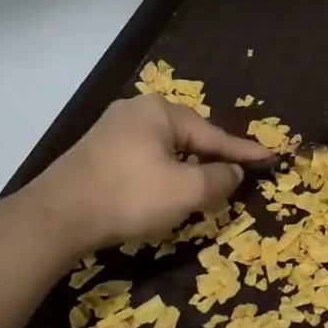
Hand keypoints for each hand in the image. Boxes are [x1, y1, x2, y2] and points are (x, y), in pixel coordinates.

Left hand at [23, 95, 274, 253]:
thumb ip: (218, 179)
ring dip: (186, 169)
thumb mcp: (185, 191)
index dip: (243, 151)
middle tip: (236, 176)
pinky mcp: (96, 151)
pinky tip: (164, 190)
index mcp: (160, 111)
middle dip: (212, 158)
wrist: (56, 216)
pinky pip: (143, 158)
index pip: (214, 134)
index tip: (270, 157)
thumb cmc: (128, 197)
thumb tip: (233, 173)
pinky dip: (162, 174)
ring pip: (165, 149)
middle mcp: (136, 110)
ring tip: (204, 187)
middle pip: (188, 137)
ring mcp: (112, 129)